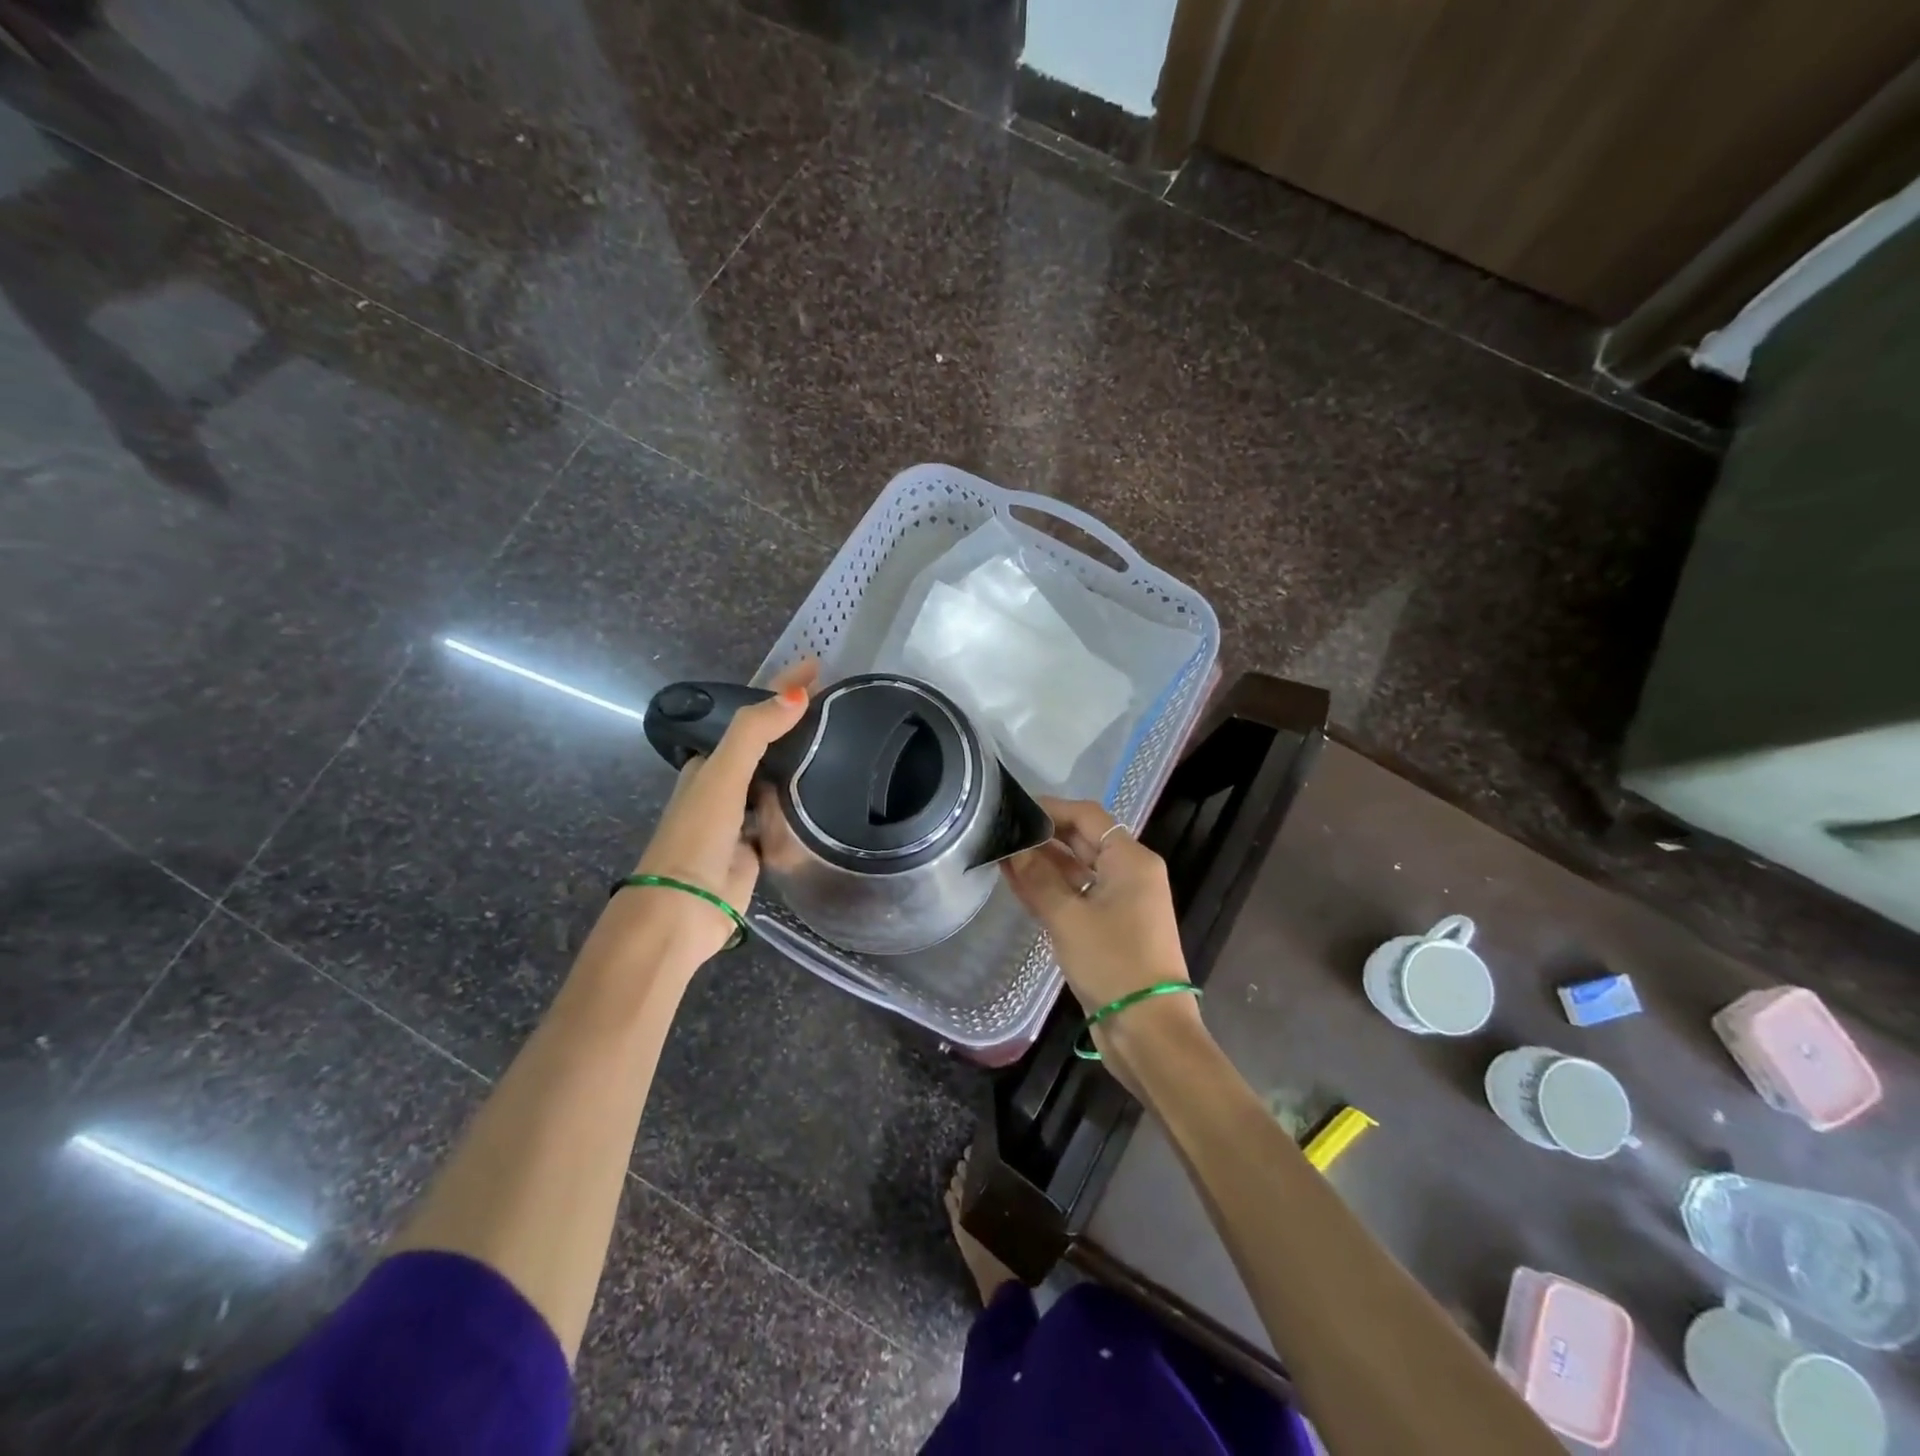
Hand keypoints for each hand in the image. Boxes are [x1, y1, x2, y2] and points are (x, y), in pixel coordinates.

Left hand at [627, 659, 818, 964]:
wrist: (685, 906)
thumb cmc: (697, 835)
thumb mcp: (722, 774)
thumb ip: (754, 732)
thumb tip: (798, 693)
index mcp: (709, 763)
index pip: (750, 715)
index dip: (779, 689)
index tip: (815, 667)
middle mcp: (725, 786)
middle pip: (765, 745)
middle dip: (793, 724)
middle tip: (836, 704)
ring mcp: (742, 818)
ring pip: (777, 780)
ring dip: (800, 763)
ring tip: (841, 741)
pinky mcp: (759, 848)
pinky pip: (785, 817)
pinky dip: (802, 804)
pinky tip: (827, 794)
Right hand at [1001, 798, 1201, 1063]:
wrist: (1147, 1030)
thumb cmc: (1113, 963)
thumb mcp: (1069, 918)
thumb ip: (1038, 879)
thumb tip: (1013, 848)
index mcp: (1131, 860)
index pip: (1087, 817)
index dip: (1050, 808)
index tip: (1013, 808)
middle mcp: (1130, 873)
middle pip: (1083, 840)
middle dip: (1043, 837)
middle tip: (1001, 833)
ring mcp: (1122, 901)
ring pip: (1078, 869)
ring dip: (1044, 864)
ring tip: (1001, 857)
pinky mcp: (1112, 926)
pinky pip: (1079, 895)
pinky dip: (1052, 889)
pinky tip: (1019, 885)